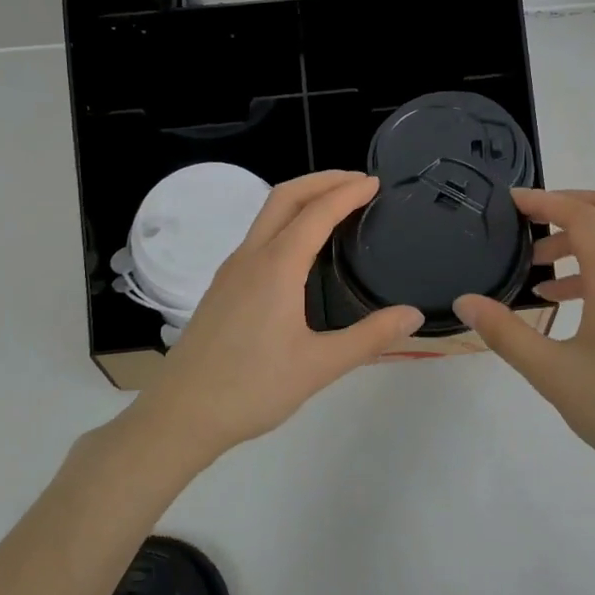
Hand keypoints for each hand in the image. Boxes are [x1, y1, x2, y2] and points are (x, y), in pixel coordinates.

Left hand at [136, 170, 423, 460]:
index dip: (347, 193)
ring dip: (301, 199)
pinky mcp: (222, 287)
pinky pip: (258, 237)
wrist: (182, 414)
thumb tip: (413, 315)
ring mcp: (231, 271)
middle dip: (322, 180)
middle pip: (285, 197)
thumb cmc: (252, 389)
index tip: (374, 184)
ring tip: (334, 206)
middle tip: (357, 182)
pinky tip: (300, 249)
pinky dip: (285, 222)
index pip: (316, 212)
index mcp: (276, 267)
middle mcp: (250, 257)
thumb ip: (370, 338)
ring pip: (267, 215)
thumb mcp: (320, 366)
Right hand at [454, 188, 594, 491]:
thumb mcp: (552, 374)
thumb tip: (466, 302)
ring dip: (583, 241)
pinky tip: (565, 305)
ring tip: (539, 271)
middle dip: (574, 205)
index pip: (584, 217)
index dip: (545, 201)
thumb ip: (506, 333)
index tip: (511, 203)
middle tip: (534, 221)